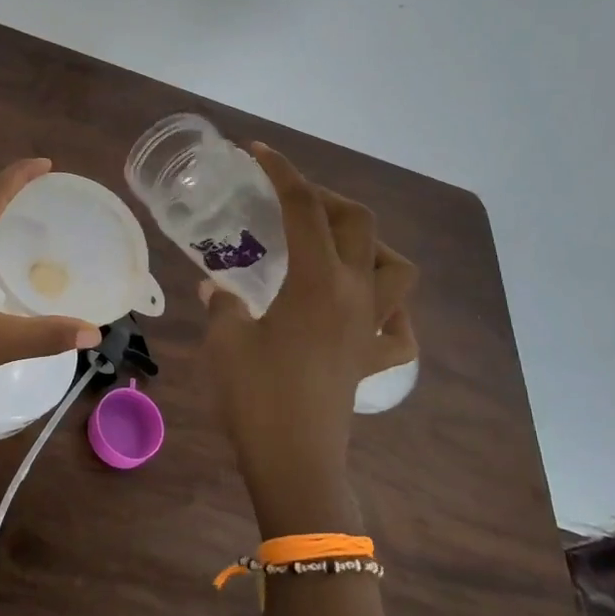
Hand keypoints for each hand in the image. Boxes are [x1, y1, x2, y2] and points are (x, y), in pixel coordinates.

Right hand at [199, 143, 417, 533]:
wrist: (294, 462)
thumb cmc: (257, 395)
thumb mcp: (225, 339)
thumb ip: (223, 304)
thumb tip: (215, 288)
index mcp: (317, 280)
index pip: (303, 208)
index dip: (282, 172)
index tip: (259, 153)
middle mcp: (354, 295)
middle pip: (359, 224)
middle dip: (326, 198)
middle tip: (293, 199)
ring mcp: (370, 329)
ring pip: (397, 270)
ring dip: (371, 247)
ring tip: (336, 247)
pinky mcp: (372, 361)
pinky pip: (398, 330)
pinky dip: (389, 312)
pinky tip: (365, 311)